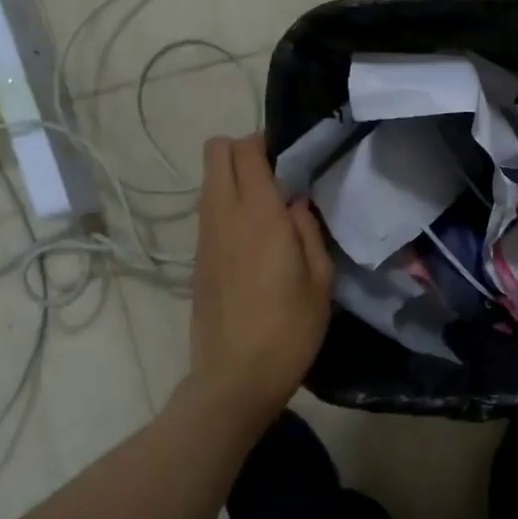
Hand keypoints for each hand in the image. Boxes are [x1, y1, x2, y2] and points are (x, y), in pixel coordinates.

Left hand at [190, 134, 333, 417]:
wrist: (235, 376)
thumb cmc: (290, 329)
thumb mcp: (320, 280)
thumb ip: (308, 230)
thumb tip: (295, 202)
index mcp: (260, 215)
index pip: (247, 150)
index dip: (267, 142)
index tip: (291, 158)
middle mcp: (224, 215)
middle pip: (216, 152)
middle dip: (243, 150)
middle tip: (277, 176)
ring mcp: (205, 236)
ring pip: (209, 181)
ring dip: (234, 178)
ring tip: (270, 208)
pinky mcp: (197, 257)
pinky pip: (209, 210)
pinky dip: (227, 206)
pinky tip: (254, 238)